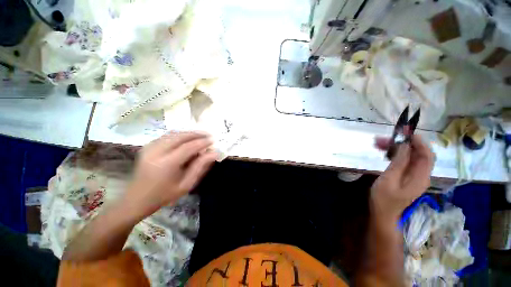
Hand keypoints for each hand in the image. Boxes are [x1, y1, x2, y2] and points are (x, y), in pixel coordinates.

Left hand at [121, 132, 217, 219]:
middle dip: (196, 134)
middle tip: (208, 135)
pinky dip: (180, 134)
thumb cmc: (164, 195)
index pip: (188, 147)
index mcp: (166, 164)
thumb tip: (214, 153)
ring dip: (189, 133)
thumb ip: (200, 167)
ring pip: (173, 133)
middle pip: (180, 136)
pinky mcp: (147, 146)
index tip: (213, 140)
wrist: (137, 199)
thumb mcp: (186, 184)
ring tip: (200, 135)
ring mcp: (149, 147)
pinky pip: (167, 135)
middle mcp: (156, 152)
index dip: (202, 142)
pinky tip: (187, 138)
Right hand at [371, 134, 434, 220]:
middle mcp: (421, 175)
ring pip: (410, 156)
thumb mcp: (389, 179)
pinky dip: (396, 154)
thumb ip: (399, 162)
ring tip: (379, 143)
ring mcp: (414, 176)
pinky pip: (405, 161)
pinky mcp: (407, 177)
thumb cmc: (384, 198)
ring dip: (397, 148)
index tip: (404, 131)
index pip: (426, 154)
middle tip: (383, 138)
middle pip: (418, 153)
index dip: (417, 141)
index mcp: (420, 177)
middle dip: (403, 143)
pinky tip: (384, 152)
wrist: (383, 213)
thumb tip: (405, 144)